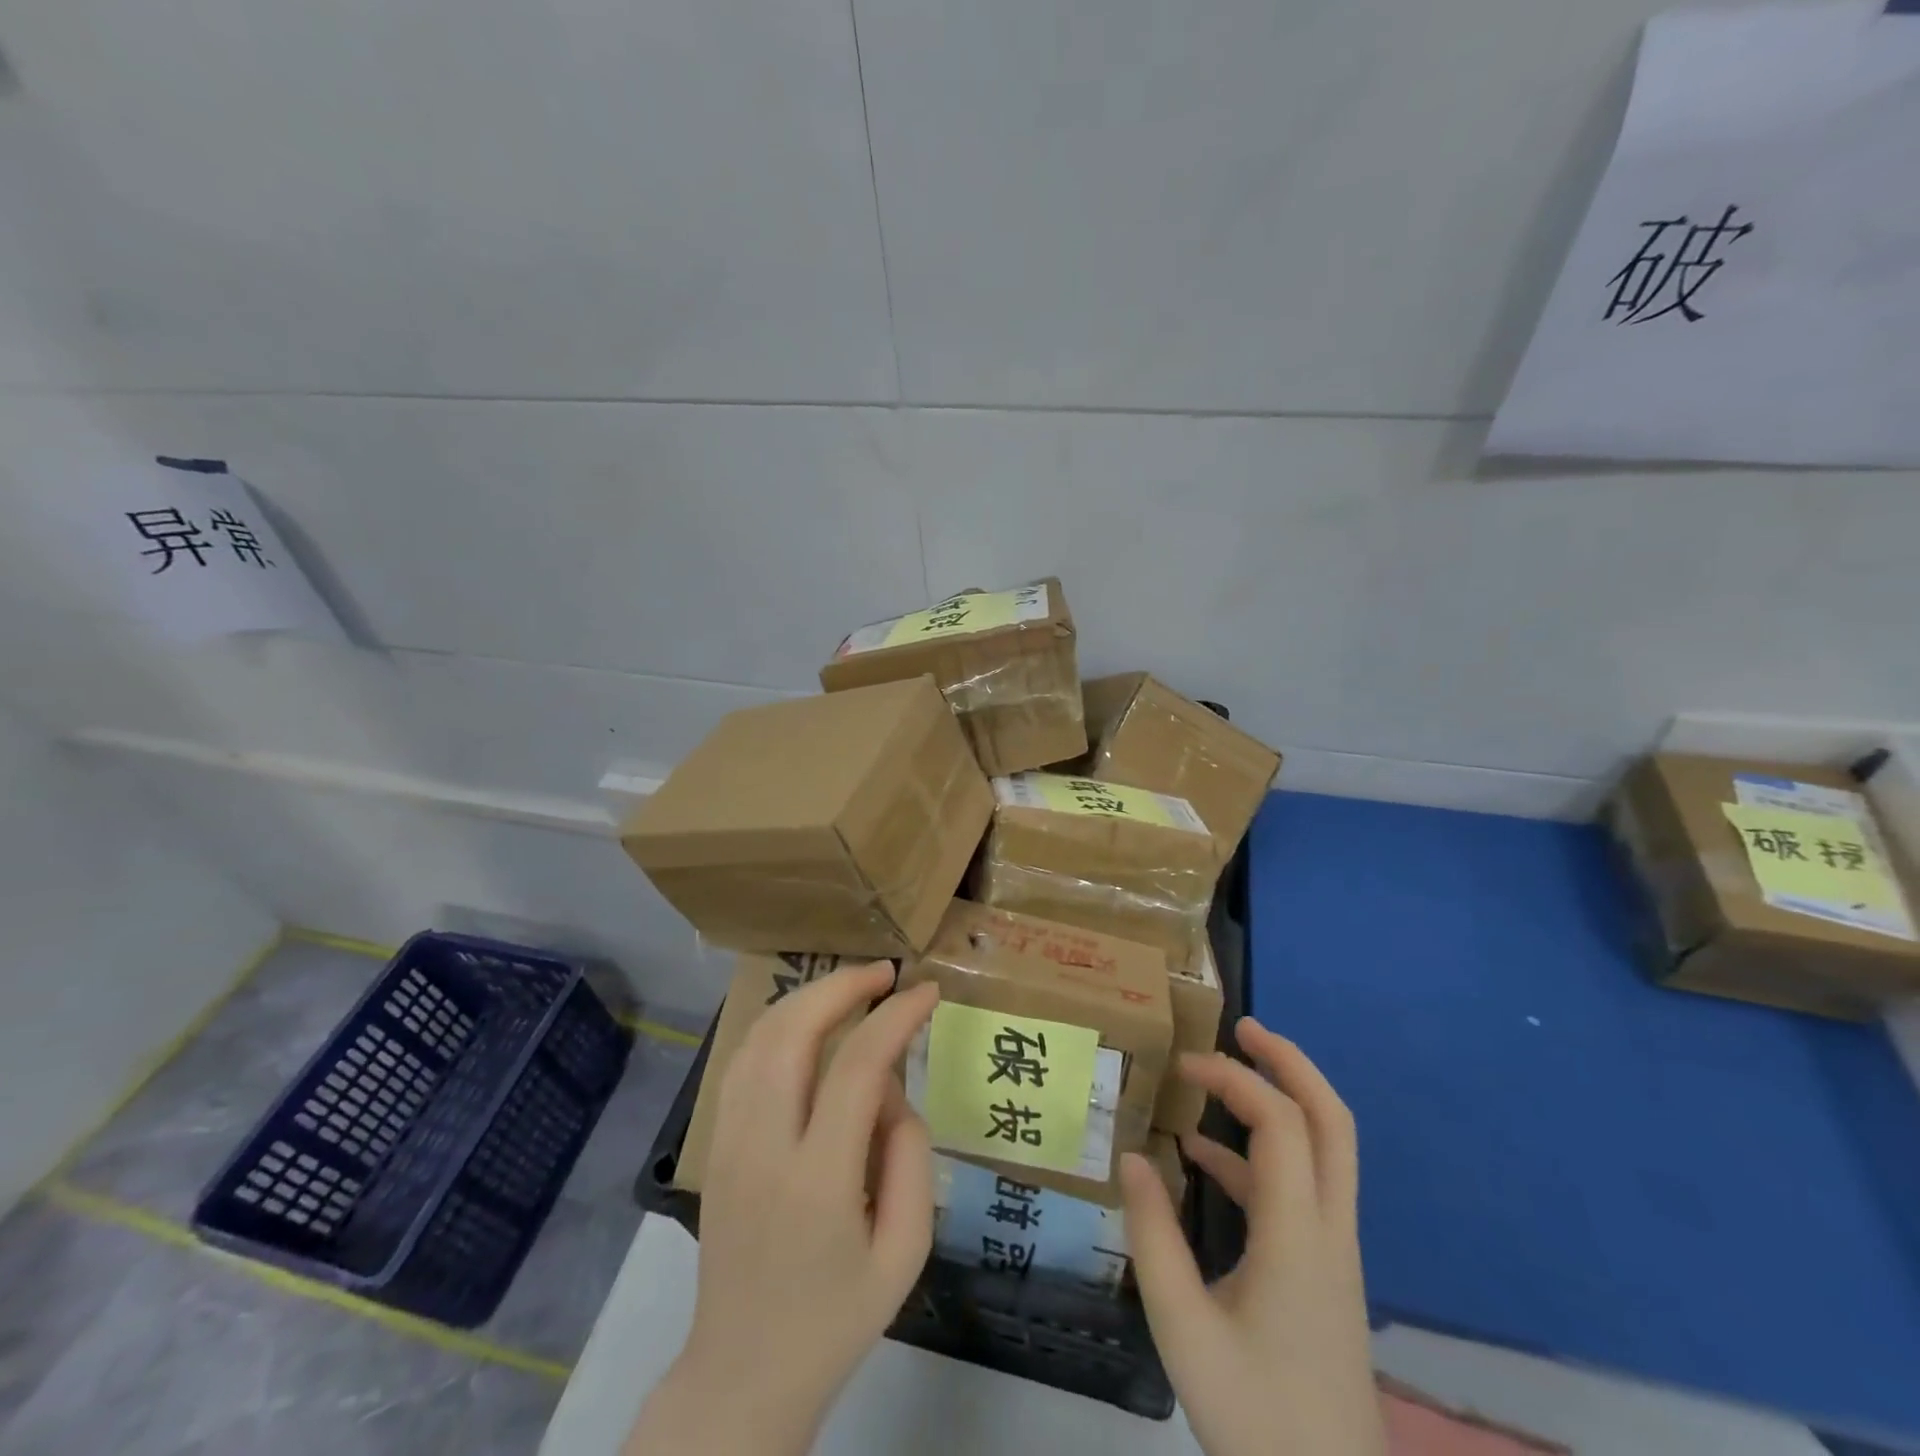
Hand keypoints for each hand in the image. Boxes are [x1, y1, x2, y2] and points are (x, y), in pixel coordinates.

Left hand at [626, 963, 939, 1455]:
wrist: (743, 1371)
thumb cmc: (837, 1318)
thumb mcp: (906, 1252)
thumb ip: (911, 1157)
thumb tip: (891, 1090)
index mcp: (818, 1182)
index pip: (857, 1069)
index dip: (896, 1017)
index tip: (927, 992)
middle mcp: (763, 1148)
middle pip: (793, 1032)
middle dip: (842, 986)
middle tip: (885, 973)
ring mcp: (728, 1141)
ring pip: (760, 1037)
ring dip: (808, 997)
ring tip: (852, 988)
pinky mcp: (713, 1143)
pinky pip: (743, 1060)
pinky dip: (778, 1023)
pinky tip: (807, 1022)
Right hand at [1120, 1017, 1385, 1455]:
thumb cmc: (1256, 1417)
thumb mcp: (1183, 1329)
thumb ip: (1153, 1236)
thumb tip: (1132, 1156)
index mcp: (1300, 1236)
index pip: (1281, 1124)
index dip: (1235, 1079)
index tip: (1183, 1067)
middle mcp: (1329, 1229)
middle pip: (1331, 1120)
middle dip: (1290, 1062)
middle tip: (1243, 1027)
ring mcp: (1334, 1250)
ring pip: (1325, 1149)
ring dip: (1279, 1100)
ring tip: (1216, 1078)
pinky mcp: (1324, 1270)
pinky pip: (1301, 1187)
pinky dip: (1259, 1155)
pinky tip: (1203, 1160)